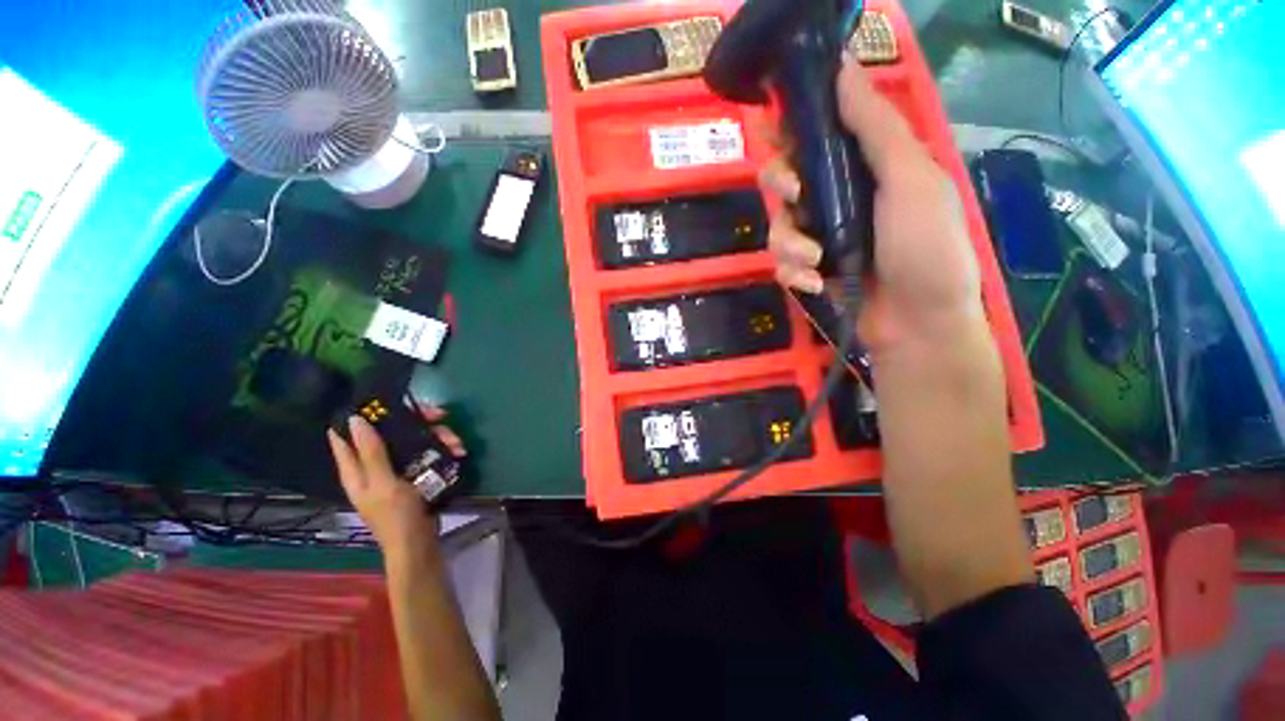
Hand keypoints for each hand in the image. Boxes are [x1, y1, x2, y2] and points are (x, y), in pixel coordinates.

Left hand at [327, 403, 466, 555]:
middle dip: (416, 421)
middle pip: (390, 431)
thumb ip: (371, 452)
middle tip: (440, 416)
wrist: (419, 543)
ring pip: (414, 439)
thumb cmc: (396, 515)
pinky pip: (428, 452)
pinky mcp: (417, 473)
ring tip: (457, 442)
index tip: (385, 401)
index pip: (347, 434)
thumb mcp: (384, 483)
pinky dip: (443, 448)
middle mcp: (374, 464)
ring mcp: (397, 468)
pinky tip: (458, 451)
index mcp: (356, 468)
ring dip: (438, 436)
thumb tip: (356, 419)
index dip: (363, 415)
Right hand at [760, 58, 983, 351]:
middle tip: (793, 193)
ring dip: (789, 243)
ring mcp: (820, 239)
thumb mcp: (911, 178)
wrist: (919, 321)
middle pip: (784, 179)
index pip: (815, 137)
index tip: (768, 124)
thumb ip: (875, 128)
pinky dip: (794, 275)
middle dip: (779, 183)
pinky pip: (782, 266)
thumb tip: (842, 69)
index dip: (788, 128)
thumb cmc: (926, 246)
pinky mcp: (809, 272)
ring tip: (815, 261)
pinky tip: (816, 286)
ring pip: (777, 227)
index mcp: (863, 169)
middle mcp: (836, 200)